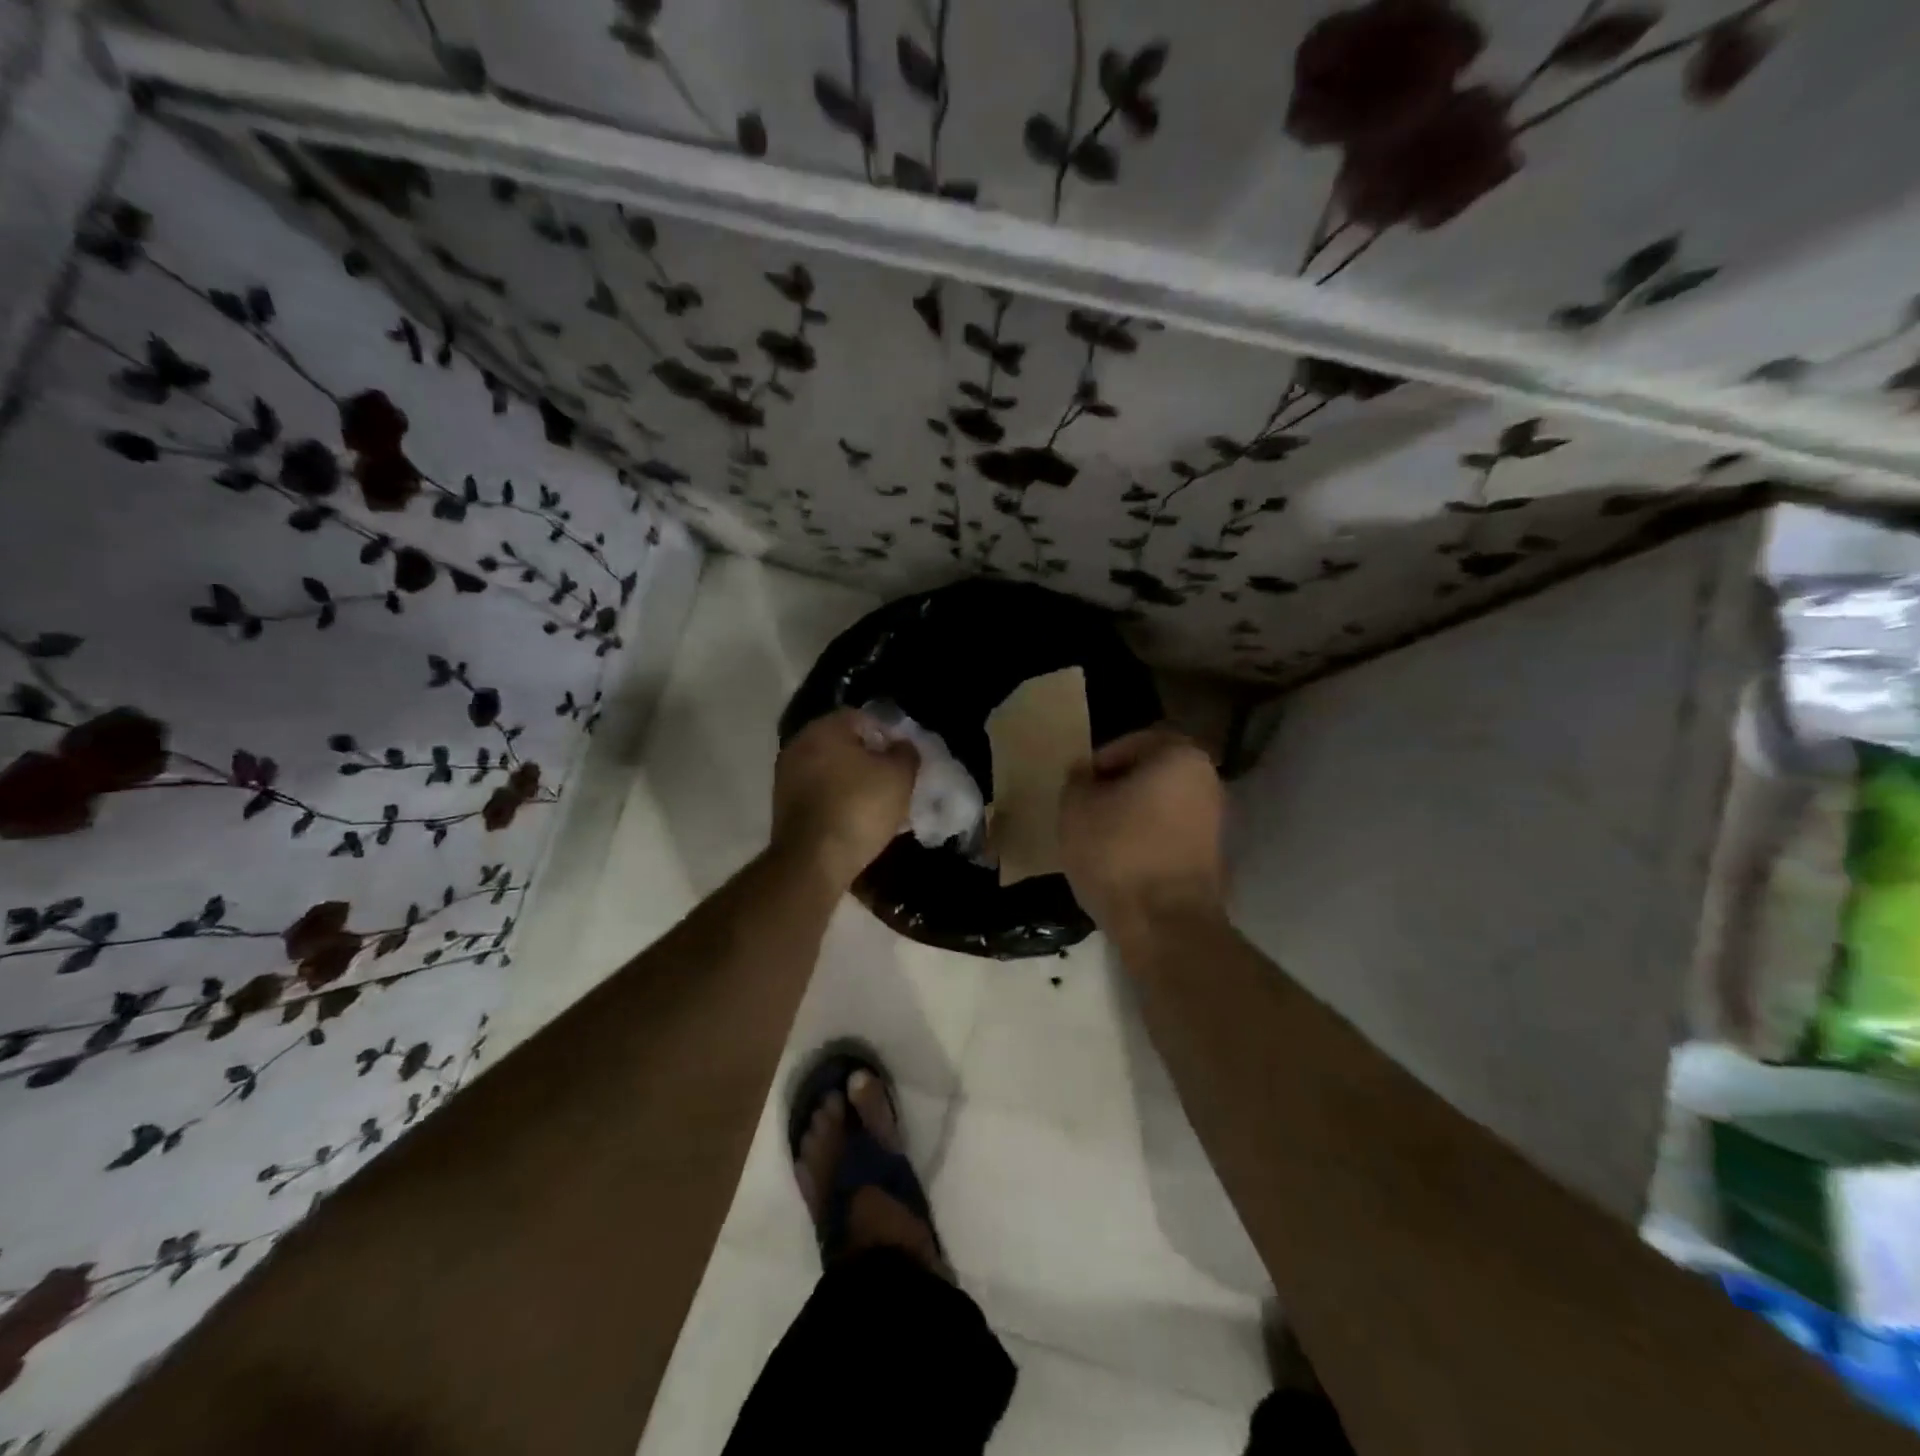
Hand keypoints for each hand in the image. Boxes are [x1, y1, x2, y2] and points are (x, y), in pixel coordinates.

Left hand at [770, 709, 917, 889]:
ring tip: (879, 804)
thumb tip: (901, 746)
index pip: (862, 717)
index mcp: (825, 728)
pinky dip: (838, 800)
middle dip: (870, 759)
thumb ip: (906, 753)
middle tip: (894, 780)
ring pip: (831, 771)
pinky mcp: (783, 806)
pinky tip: (857, 820)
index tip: (904, 758)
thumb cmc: (859, 808)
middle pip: (844, 744)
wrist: (813, 861)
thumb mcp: (899, 776)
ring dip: (854, 782)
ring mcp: (787, 776)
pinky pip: (819, 794)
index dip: (888, 734)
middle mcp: (799, 745)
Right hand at [1059, 727, 1226, 939]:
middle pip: (1149, 775)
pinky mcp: (1212, 857)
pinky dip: (1146, 842)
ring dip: (1131, 817)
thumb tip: (1086, 774)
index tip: (1077, 790)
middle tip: (1086, 812)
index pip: (1128, 744)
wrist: (1164, 924)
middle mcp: (1208, 780)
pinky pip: (1169, 836)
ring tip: (1099, 841)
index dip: (1097, 765)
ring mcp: (1215, 821)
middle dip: (1116, 790)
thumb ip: (1077, 780)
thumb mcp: (1076, 807)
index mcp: (1180, 756)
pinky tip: (1121, 863)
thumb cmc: (1117, 852)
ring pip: (1160, 806)